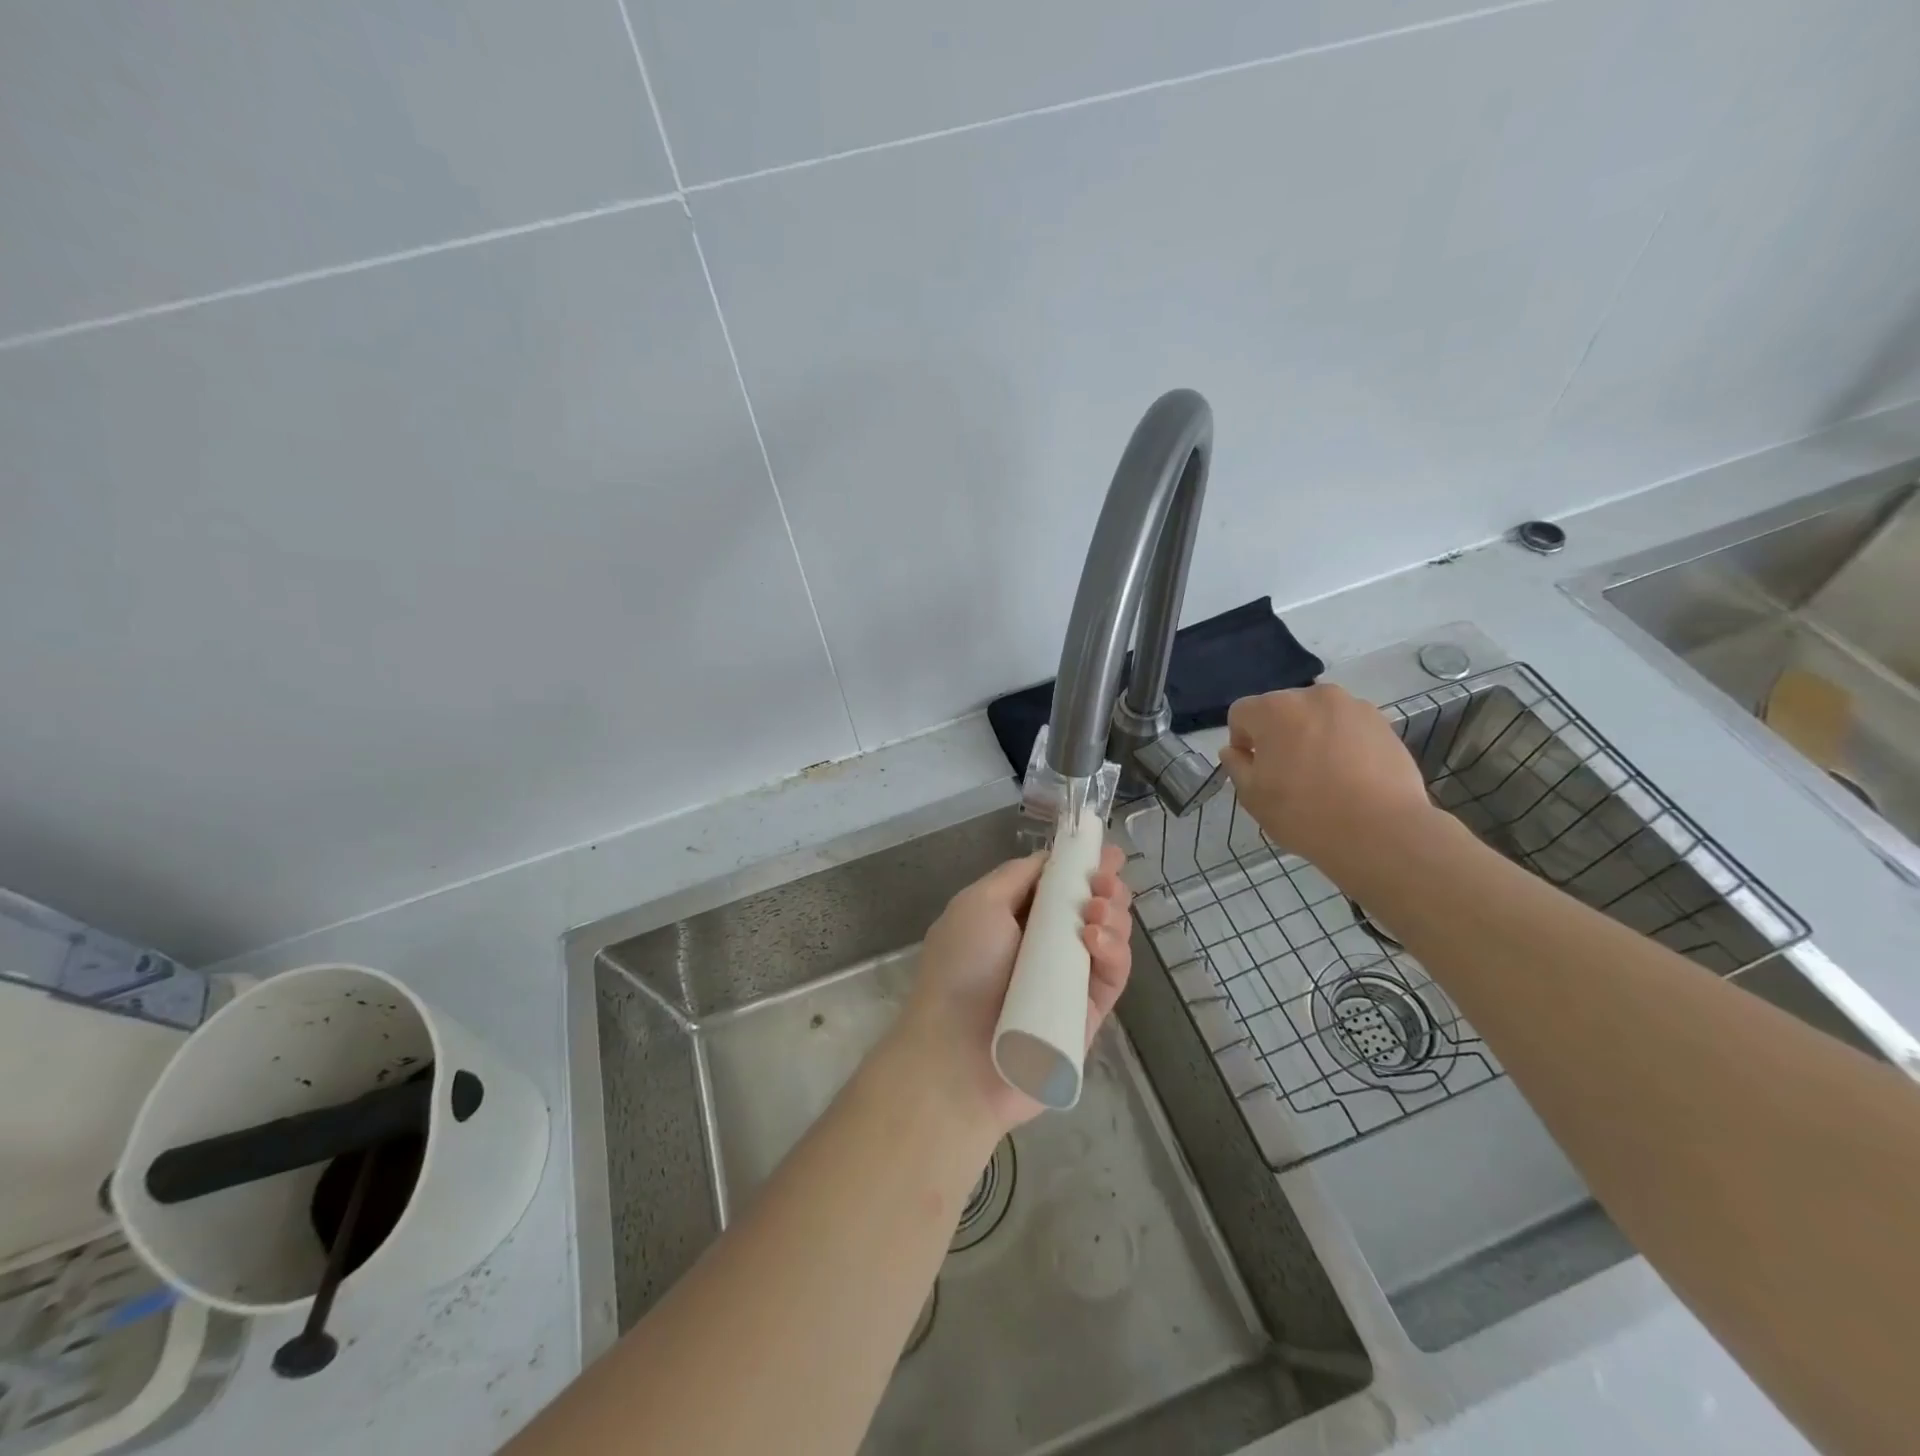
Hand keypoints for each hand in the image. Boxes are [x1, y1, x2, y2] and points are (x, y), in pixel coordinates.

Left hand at [898, 846, 1132, 1134]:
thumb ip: (1017, 876)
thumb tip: (1052, 859)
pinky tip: (1097, 939)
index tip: (1107, 851)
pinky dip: (1113, 950)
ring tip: (1096, 911)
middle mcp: (1041, 944)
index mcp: (1012, 916)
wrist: (958, 1057)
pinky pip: (1111, 974)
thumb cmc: (961, 968)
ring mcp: (1067, 978)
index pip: (1056, 884)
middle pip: (1088, 906)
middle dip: (1103, 885)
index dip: (1081, 865)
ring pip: (1107, 935)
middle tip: (1106, 881)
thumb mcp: (978, 904)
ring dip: (1111, 912)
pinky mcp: (1088, 1011)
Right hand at [1218, 685, 1436, 872]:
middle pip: (1281, 709)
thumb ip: (1237, 766)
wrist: (1381, 832)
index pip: (1241, 713)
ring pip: (1317, 716)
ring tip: (1324, 775)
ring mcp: (1353, 707)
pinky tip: (1351, 777)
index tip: (1254, 769)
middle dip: (1278, 734)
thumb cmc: (1305, 814)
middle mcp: (1312, 696)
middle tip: (1288, 774)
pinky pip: (1348, 727)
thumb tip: (1235, 751)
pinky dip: (1343, 743)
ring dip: (1311, 736)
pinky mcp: (1383, 723)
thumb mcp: (1253, 797)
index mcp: (1274, 709)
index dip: (1241, 740)